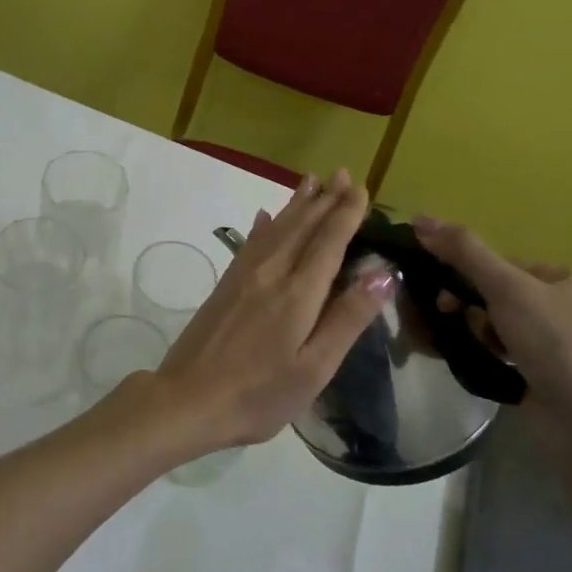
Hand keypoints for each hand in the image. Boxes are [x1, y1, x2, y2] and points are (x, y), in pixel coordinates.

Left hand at [152, 170, 393, 452]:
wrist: (187, 399)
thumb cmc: (259, 394)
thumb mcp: (314, 367)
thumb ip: (347, 318)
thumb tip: (383, 272)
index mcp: (297, 293)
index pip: (328, 242)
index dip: (345, 214)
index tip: (359, 188)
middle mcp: (270, 273)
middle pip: (301, 227)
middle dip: (323, 199)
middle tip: (340, 173)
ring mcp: (243, 276)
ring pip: (275, 228)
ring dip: (296, 204)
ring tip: (310, 181)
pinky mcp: (225, 285)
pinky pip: (250, 242)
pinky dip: (263, 225)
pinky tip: (265, 216)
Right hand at [411, 216, 571, 412]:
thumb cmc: (555, 342)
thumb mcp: (507, 286)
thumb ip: (464, 251)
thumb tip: (419, 219)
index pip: (509, 265)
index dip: (472, 273)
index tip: (445, 290)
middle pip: (502, 295)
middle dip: (469, 304)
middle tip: (446, 314)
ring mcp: (562, 349)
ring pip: (501, 326)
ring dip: (473, 329)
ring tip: (457, 341)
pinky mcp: (549, 380)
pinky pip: (505, 355)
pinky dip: (483, 353)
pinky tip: (467, 359)